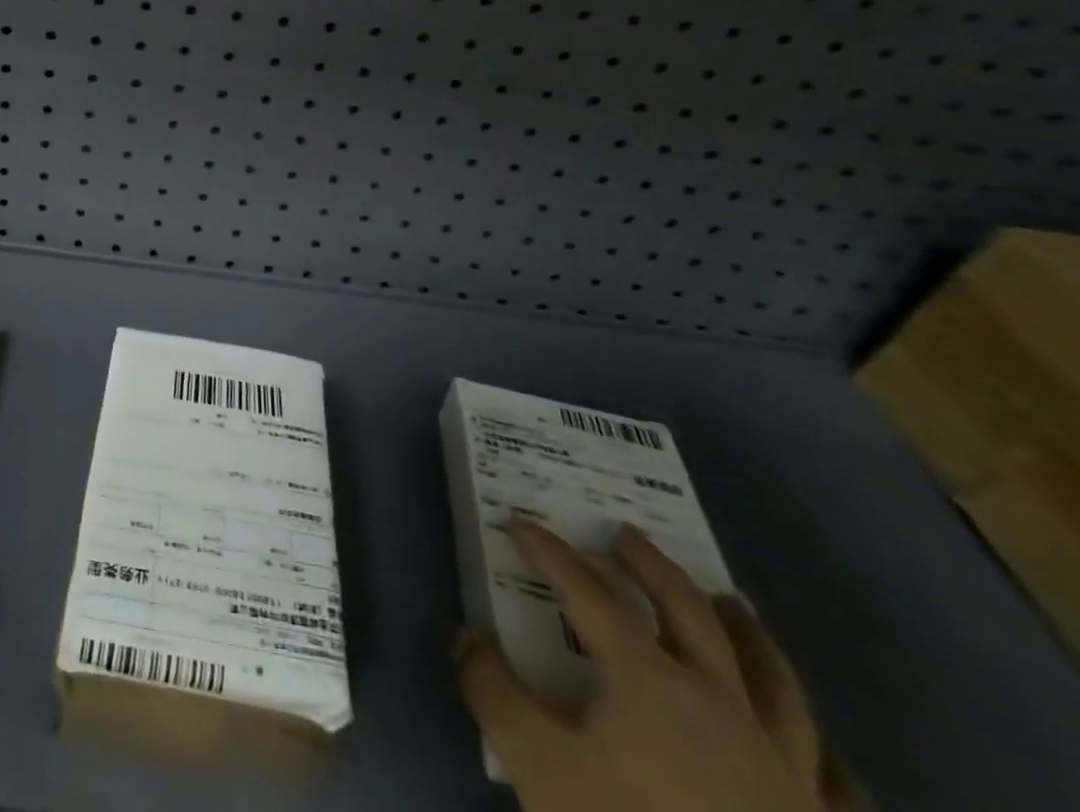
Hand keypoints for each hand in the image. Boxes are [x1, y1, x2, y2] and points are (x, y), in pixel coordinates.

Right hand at [456, 518, 865, 811]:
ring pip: (774, 679)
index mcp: (650, 680)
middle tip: (624, 534)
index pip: (590, 593)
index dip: (551, 553)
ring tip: (733, 601)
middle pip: (689, 612)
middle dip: (651, 565)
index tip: (521, 522)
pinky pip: (838, 782)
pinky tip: (825, 747)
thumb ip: (492, 693)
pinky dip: (826, 752)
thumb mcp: (537, 768)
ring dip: (749, 631)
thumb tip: (466, 634)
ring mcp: (785, 767)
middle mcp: (723, 704)